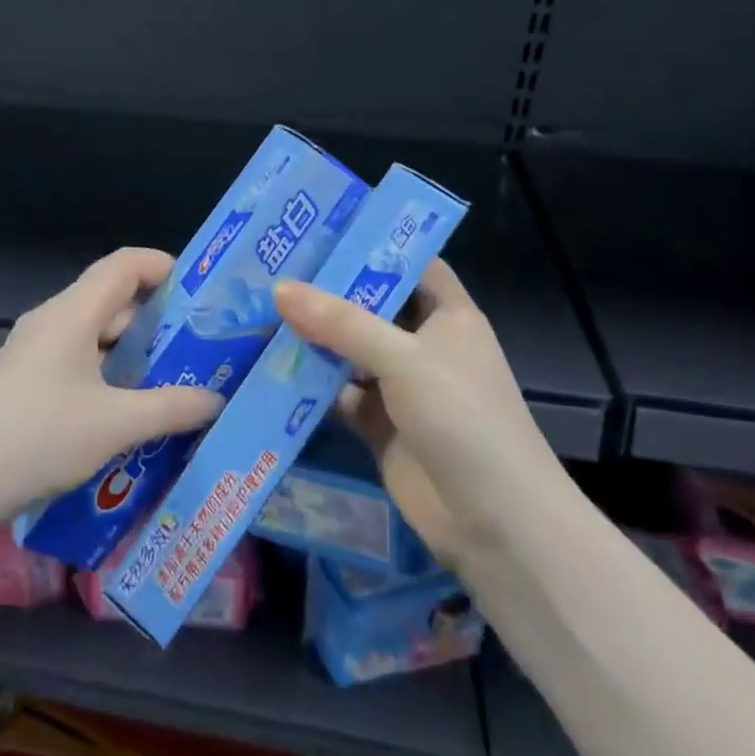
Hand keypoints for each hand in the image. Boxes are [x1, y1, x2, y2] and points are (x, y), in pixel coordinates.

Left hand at [0, 247, 223, 514]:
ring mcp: (35, 346)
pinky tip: (129, 405)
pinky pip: (78, 355)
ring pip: (95, 330)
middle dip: (156, 317)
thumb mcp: (117, 425)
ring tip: (173, 377)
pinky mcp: (27, 374)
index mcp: (73, 313)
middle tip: (198, 345)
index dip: (163, 267)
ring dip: (133, 348)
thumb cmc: (42, 439)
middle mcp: (53, 318)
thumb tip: (216, 399)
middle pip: (112, 297)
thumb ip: (172, 407)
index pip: (124, 265)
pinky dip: (109, 368)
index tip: (199, 292)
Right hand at [273, 260, 565, 564]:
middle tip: (271, 266)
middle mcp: (424, 345)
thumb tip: (279, 288)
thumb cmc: (464, 420)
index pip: (411, 264)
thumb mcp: (404, 359)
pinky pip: (337, 394)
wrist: (496, 526)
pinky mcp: (379, 426)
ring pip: (348, 351)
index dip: (372, 244)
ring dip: (311, 337)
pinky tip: (266, 368)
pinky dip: (308, 385)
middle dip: (326, 291)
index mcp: (448, 315)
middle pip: (370, 306)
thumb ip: (341, 323)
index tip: (320, 229)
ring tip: (258, 308)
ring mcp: (401, 387)